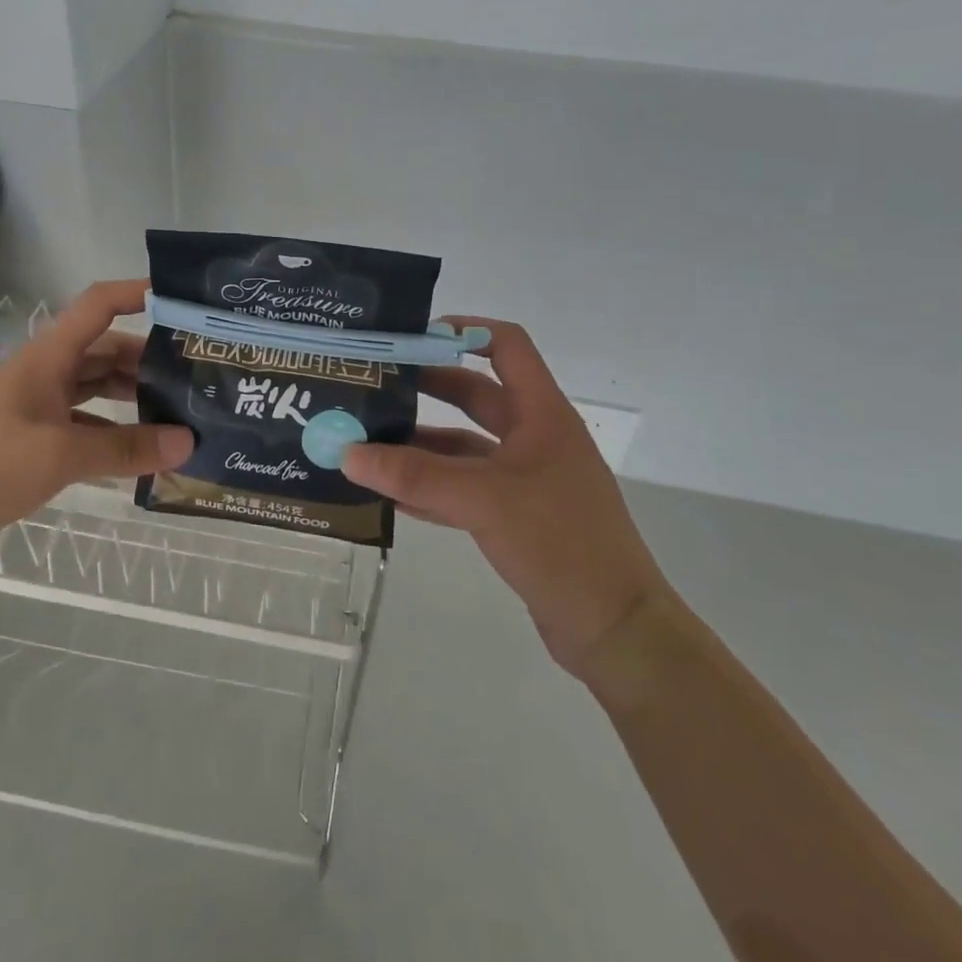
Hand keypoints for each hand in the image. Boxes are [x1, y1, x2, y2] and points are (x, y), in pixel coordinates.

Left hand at [0, 279, 193, 561]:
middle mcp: (45, 372)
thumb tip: (188, 442)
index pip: (98, 305)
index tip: (180, 299)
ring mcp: (37, 404)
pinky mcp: (31, 436)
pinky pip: (83, 421)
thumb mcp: (61, 455)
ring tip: (177, 408)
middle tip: (193, 373)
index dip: (137, 293)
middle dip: (148, 357)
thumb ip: (126, 448)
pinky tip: (140, 449)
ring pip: (95, 386)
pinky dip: (111, 430)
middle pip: (104, 348)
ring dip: (131, 394)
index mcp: (48, 357)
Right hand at [342, 318, 669, 677]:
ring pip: (465, 446)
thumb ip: (415, 476)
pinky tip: (389, 493)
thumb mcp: (483, 499)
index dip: (465, 331)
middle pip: (476, 394)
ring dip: (422, 444)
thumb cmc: (560, 542)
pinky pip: (465, 488)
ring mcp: (526, 479)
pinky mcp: (516, 516)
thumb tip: (347, 453)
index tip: (414, 336)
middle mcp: (534, 437)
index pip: (507, 346)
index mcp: (542, 414)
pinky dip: (431, 487)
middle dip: (428, 387)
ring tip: (369, 440)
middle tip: (376, 385)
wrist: (615, 630)